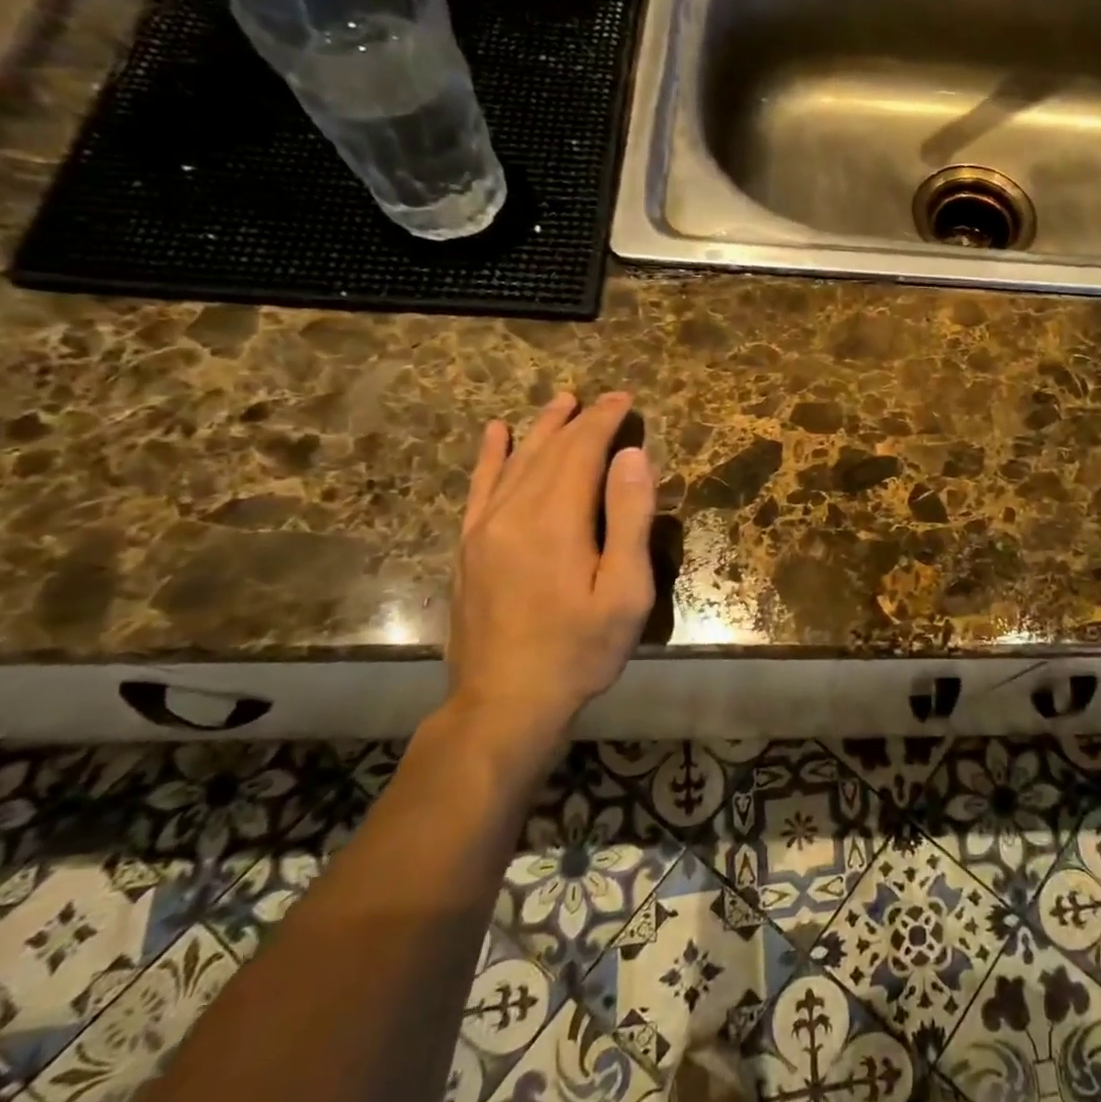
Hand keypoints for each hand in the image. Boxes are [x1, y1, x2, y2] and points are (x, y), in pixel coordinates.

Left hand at [446, 392, 655, 763]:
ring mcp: (483, 529)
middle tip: (605, 397)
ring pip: (515, 462)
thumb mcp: (625, 592)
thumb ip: (629, 519)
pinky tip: (495, 434)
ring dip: (540, 429)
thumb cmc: (579, 651)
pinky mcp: (469, 548)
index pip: (581, 451)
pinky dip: (490, 456)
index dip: (604, 421)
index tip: (625, 398)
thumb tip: (631, 456)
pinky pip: (480, 488)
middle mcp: (513, 513)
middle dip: (580, 420)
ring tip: (560, 402)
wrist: (503, 703)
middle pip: (549, 451)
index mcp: (556, 521)